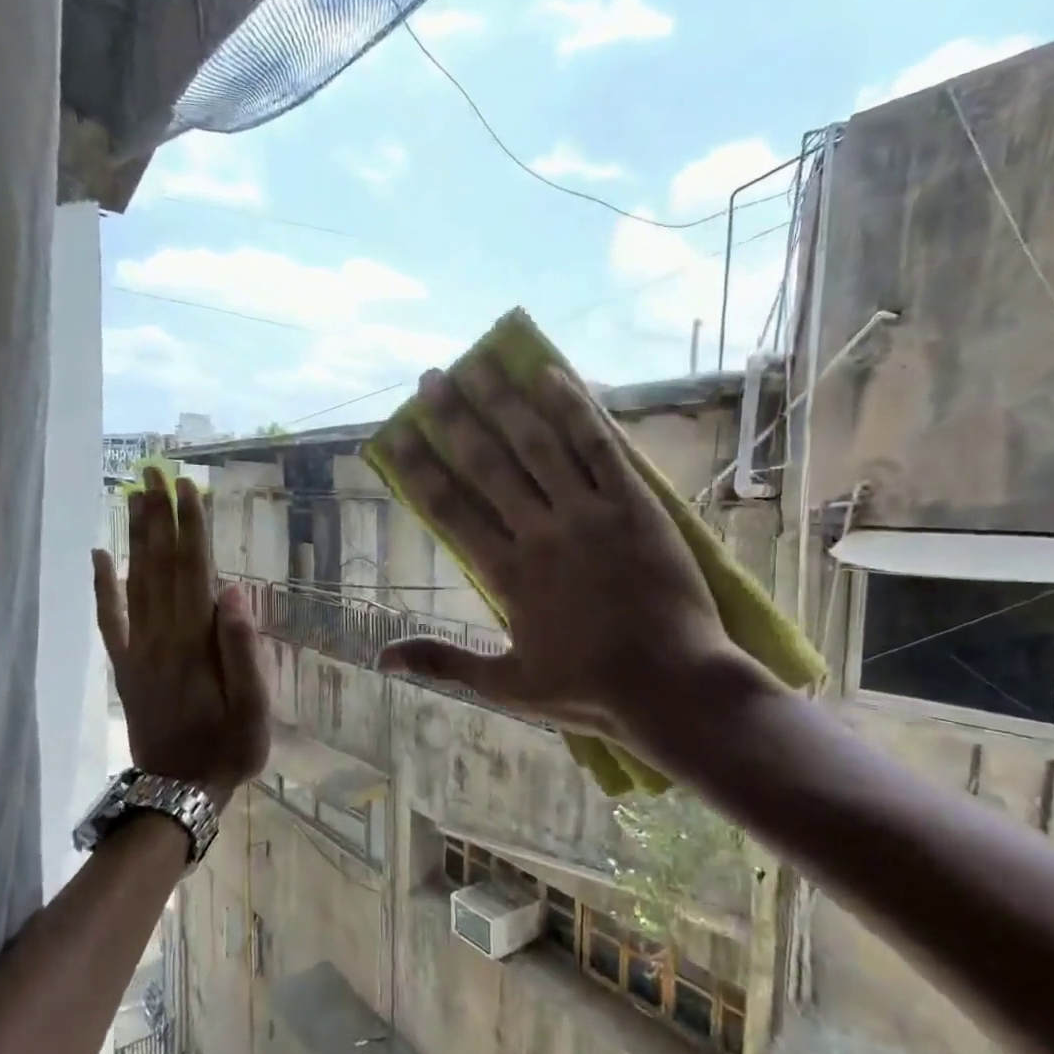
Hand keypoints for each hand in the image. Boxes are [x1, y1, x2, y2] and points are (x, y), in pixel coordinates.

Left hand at [94, 468, 269, 804]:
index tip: (187, 488)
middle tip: (154, 472)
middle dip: (159, 517)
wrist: (178, 791)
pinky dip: (103, 586)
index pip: (194, 570)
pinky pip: (111, 618)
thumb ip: (243, 649)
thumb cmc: (228, 748)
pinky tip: (100, 556)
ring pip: (136, 581)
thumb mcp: (253, 707)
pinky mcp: (125, 665)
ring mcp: (138, 649)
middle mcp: (162, 635)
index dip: (191, 528)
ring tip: (136, 498)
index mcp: (196, 642)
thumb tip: (232, 591)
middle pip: (161, 565)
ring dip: (136, 538)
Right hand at [374, 358, 768, 754]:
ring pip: (538, 445)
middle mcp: (540, 532)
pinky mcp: (635, 505)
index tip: (398, 434)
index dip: (420, 467)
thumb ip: (444, 662)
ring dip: (505, 401)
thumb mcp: (507, 686)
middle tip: (432, 378)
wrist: (672, 686)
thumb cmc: (589, 690)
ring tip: (478, 363)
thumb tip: (381, 658)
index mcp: (507, 574)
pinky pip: (600, 447)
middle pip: (488, 463)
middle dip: (455, 418)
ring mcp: (590, 514)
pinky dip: (576, 409)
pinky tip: (552, 376)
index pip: (450, 509)